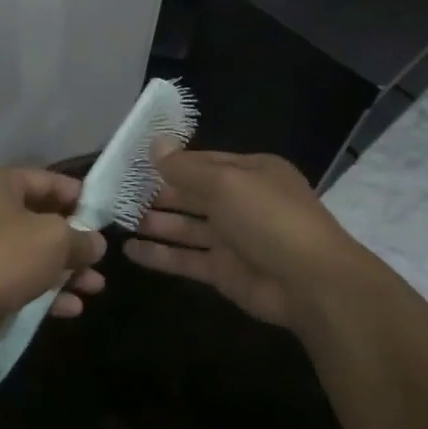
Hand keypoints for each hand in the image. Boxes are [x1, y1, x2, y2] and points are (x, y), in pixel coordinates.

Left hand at [0, 168, 106, 341]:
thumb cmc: (7, 256)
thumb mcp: (56, 239)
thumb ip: (81, 238)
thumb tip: (96, 243)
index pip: (46, 180)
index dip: (79, 196)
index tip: (105, 214)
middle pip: (41, 220)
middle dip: (75, 241)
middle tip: (101, 256)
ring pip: (34, 254)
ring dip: (66, 270)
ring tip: (96, 287)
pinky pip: (22, 280)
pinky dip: (47, 291)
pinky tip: (73, 307)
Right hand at [124, 148, 363, 329]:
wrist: (312, 284)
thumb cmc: (269, 219)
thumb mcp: (226, 183)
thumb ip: (185, 168)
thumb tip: (154, 144)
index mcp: (250, 172)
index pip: (202, 161)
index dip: (168, 161)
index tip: (132, 161)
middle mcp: (241, 202)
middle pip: (191, 193)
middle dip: (157, 192)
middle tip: (116, 191)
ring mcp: (232, 239)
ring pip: (185, 226)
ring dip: (154, 222)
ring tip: (116, 217)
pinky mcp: (223, 271)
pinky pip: (185, 258)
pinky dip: (159, 255)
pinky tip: (130, 250)